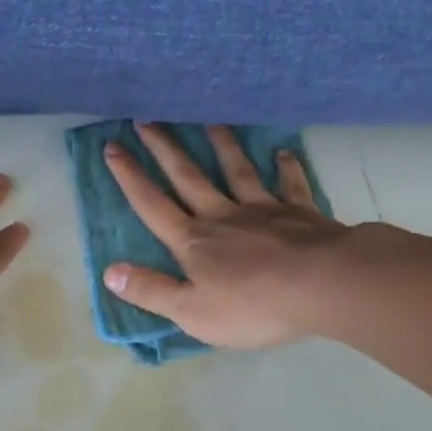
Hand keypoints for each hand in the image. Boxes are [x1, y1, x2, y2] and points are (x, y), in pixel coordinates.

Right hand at [102, 124, 363, 349]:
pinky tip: (282, 153)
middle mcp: (222, 216)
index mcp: (193, 241)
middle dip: (163, 148)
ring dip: (221, 144)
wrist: (322, 285)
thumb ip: (151, 291)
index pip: (152, 205)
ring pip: (236, 170)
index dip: (130, 177)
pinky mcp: (299, 212)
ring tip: (208, 119)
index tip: (113, 146)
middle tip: (146, 118)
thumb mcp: (192, 312)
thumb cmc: (253, 305)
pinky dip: (285, 167)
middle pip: (188, 176)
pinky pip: (289, 185)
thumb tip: (109, 271)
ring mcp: (262, 209)